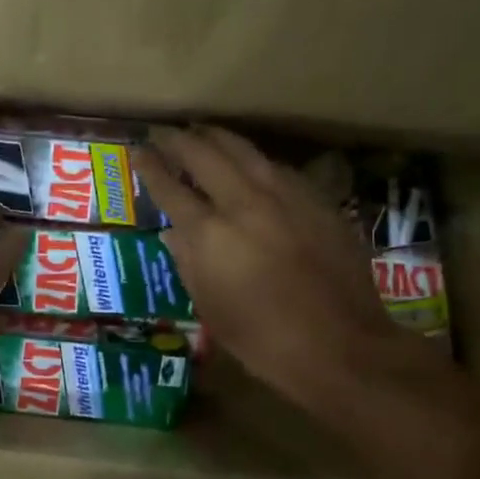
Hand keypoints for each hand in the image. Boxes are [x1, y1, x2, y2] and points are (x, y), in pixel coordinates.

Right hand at [134, 127, 433, 417]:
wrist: (341, 347)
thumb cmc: (264, 341)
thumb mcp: (211, 309)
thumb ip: (188, 263)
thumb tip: (172, 232)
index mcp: (211, 234)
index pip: (171, 188)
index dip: (150, 167)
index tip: (137, 150)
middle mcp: (245, 203)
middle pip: (205, 155)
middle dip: (179, 140)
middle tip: (163, 132)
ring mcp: (286, 197)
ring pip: (245, 151)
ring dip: (217, 138)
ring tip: (202, 132)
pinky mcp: (317, 201)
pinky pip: (277, 168)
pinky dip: (254, 160)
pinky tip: (251, 163)